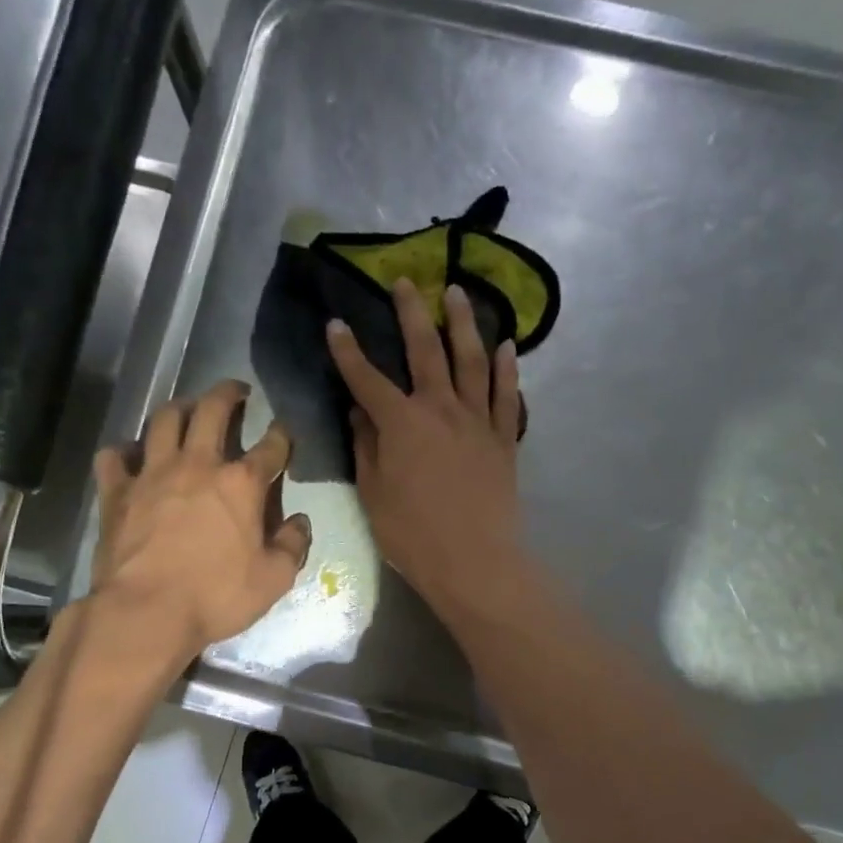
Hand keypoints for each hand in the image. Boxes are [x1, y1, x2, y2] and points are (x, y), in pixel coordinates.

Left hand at [88, 380, 312, 663]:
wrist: (146, 612)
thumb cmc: (216, 596)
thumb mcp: (274, 580)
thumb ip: (293, 546)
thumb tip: (300, 522)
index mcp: (241, 484)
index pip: (271, 447)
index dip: (282, 435)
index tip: (284, 431)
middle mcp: (197, 465)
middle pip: (212, 410)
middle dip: (227, 394)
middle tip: (235, 391)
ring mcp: (152, 474)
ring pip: (163, 420)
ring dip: (179, 408)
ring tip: (187, 408)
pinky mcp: (117, 491)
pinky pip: (115, 456)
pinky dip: (124, 450)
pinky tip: (131, 455)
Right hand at [326, 278, 523, 616]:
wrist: (474, 562)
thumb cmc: (413, 535)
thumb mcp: (374, 494)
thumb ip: (366, 446)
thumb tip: (359, 411)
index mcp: (402, 424)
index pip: (367, 378)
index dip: (348, 351)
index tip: (336, 323)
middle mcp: (441, 409)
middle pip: (425, 351)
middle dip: (411, 313)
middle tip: (405, 280)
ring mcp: (478, 421)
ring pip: (471, 360)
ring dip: (463, 323)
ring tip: (457, 292)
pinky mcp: (504, 438)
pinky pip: (506, 394)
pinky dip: (506, 367)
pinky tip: (506, 344)